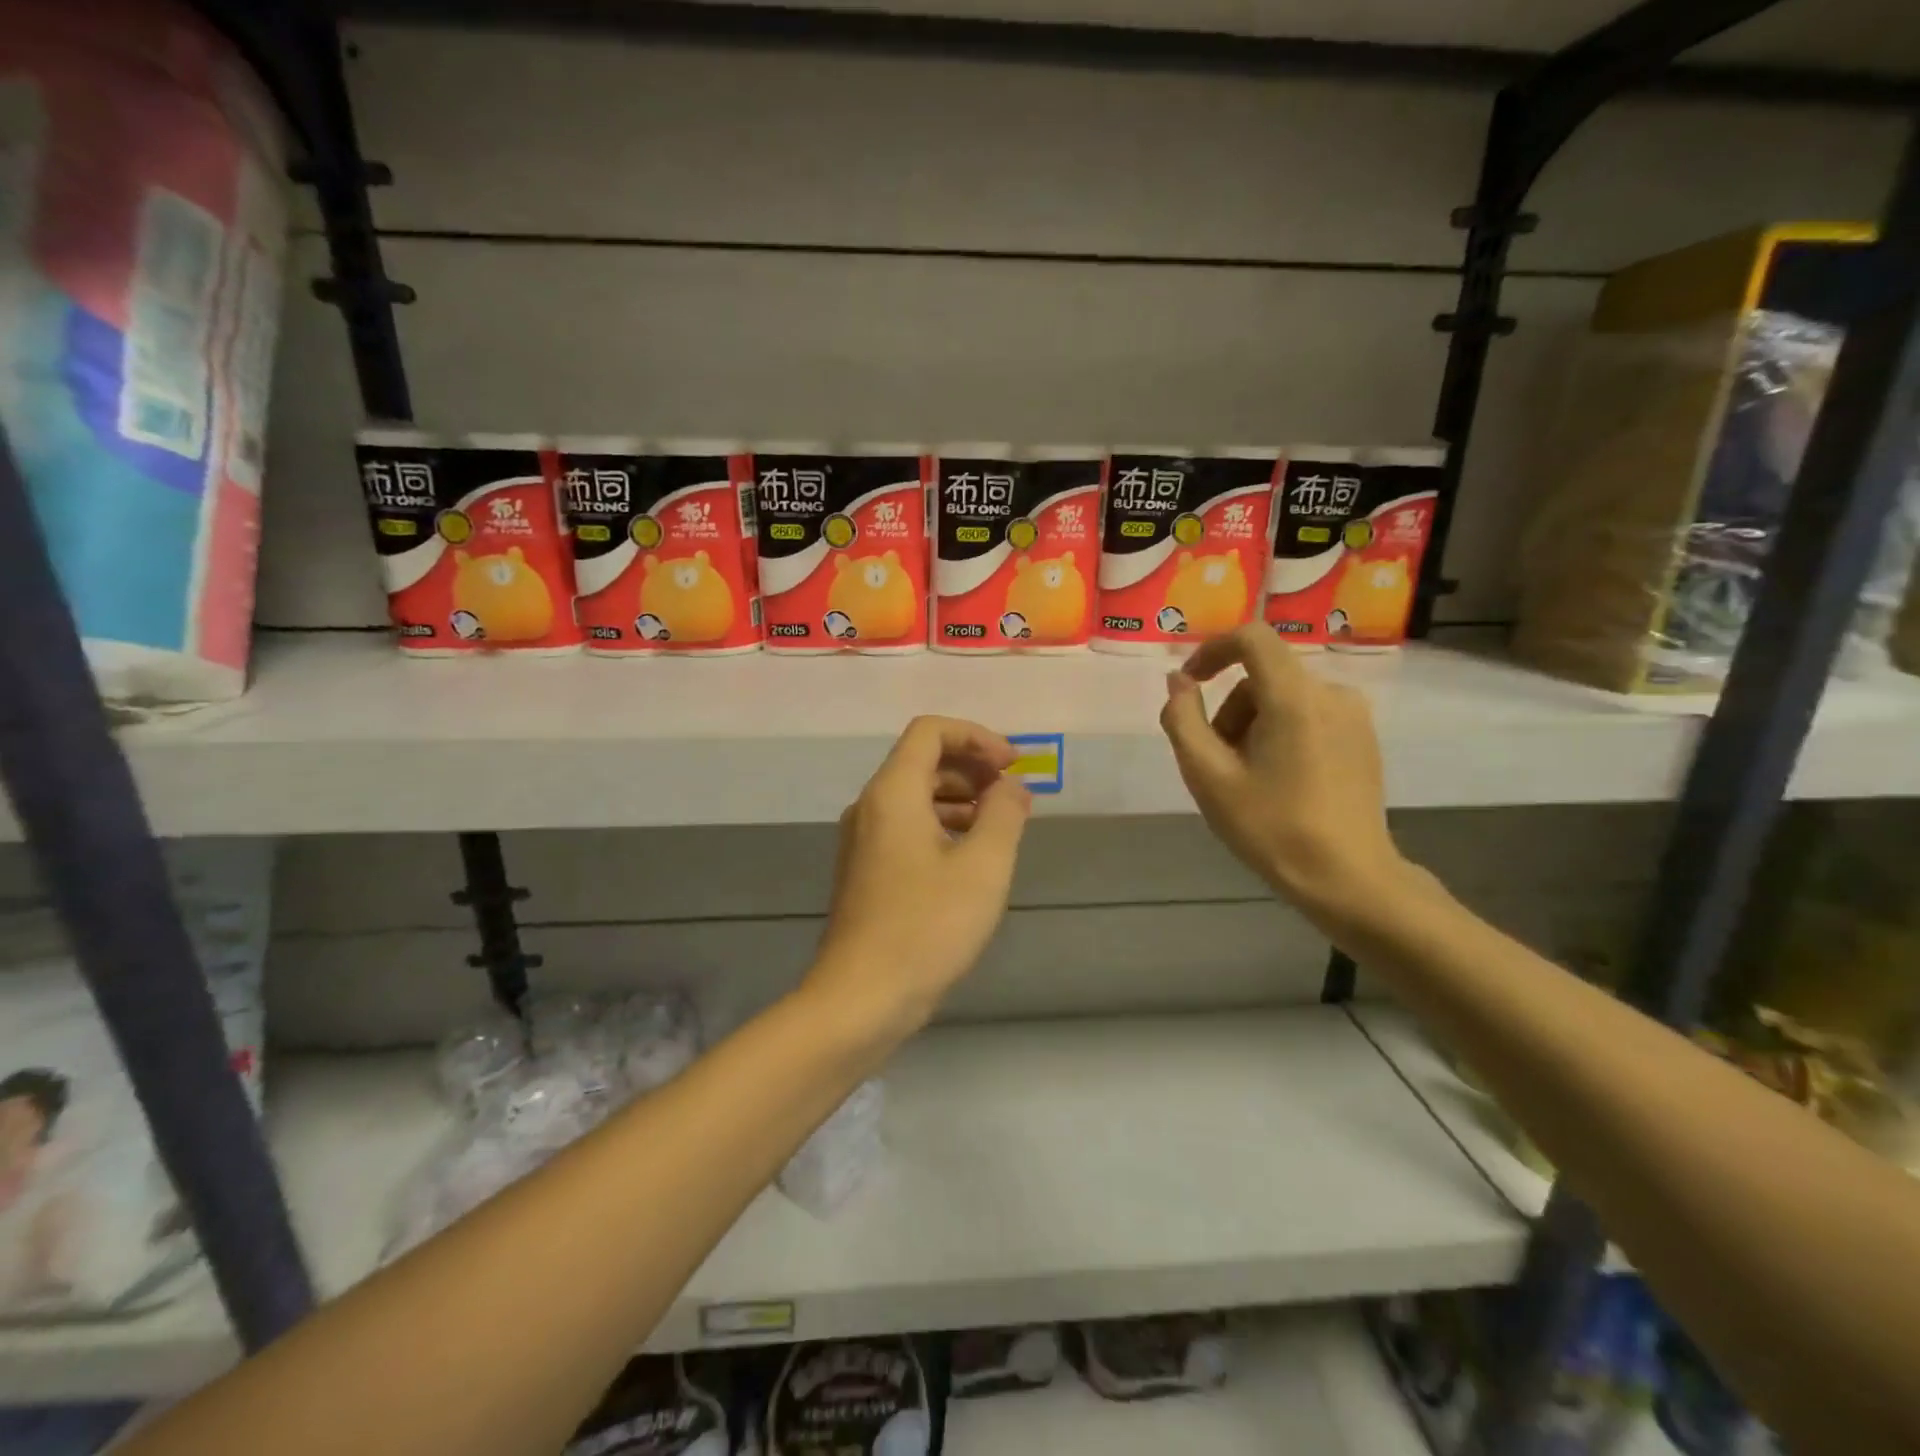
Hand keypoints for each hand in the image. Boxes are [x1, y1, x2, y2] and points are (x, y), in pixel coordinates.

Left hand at [807, 717, 1031, 1040]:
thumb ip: (1004, 814)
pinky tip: (970, 855)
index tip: (1013, 765)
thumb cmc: (926, 927)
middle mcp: (871, 806)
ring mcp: (863, 840)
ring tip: (1000, 823)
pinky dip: (942, 824)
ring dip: (960, 797)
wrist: (861, 997)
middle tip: (1013, 793)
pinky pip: (907, 826)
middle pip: (922, 760)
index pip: (930, 731)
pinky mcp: (866, 870)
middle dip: (972, 766)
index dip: (976, 736)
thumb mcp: (983, 867)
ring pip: (915, 795)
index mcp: (892, 792)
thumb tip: (1011, 786)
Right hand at [1160, 625, 1408, 923]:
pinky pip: (1308, 716)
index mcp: (1295, 697)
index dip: (1212, 650)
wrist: (1347, 878)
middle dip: (1229, 711)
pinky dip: (1281, 734)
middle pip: (1262, 679)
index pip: (1251, 638)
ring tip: (1245, 779)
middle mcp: (1331, 693)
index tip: (1189, 683)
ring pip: (1283, 699)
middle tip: (1215, 763)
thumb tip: (1178, 681)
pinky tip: (1278, 781)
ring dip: (1252, 726)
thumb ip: (1183, 720)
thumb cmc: (1271, 827)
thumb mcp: (1208, 776)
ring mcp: (1354, 716)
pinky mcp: (1363, 738)